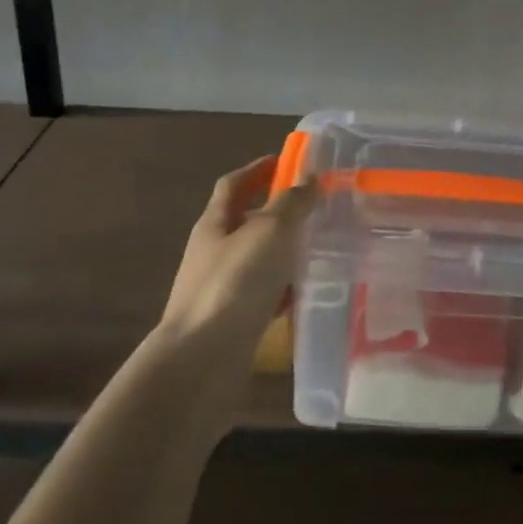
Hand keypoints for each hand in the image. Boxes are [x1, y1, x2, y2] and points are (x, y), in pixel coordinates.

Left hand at [160, 155, 315, 362]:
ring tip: (321, 248)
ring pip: (258, 260)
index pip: (233, 184)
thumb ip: (291, 203)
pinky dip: (284, 290)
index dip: (257, 169)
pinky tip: (308, 293)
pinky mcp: (233, 322)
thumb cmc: (234, 284)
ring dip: (285, 252)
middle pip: (246, 222)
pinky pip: (264, 295)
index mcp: (214, 224)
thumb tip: (309, 178)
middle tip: (316, 207)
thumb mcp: (269, 232)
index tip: (286, 161)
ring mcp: (221, 289)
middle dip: (278, 212)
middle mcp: (213, 253)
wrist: (201, 362)